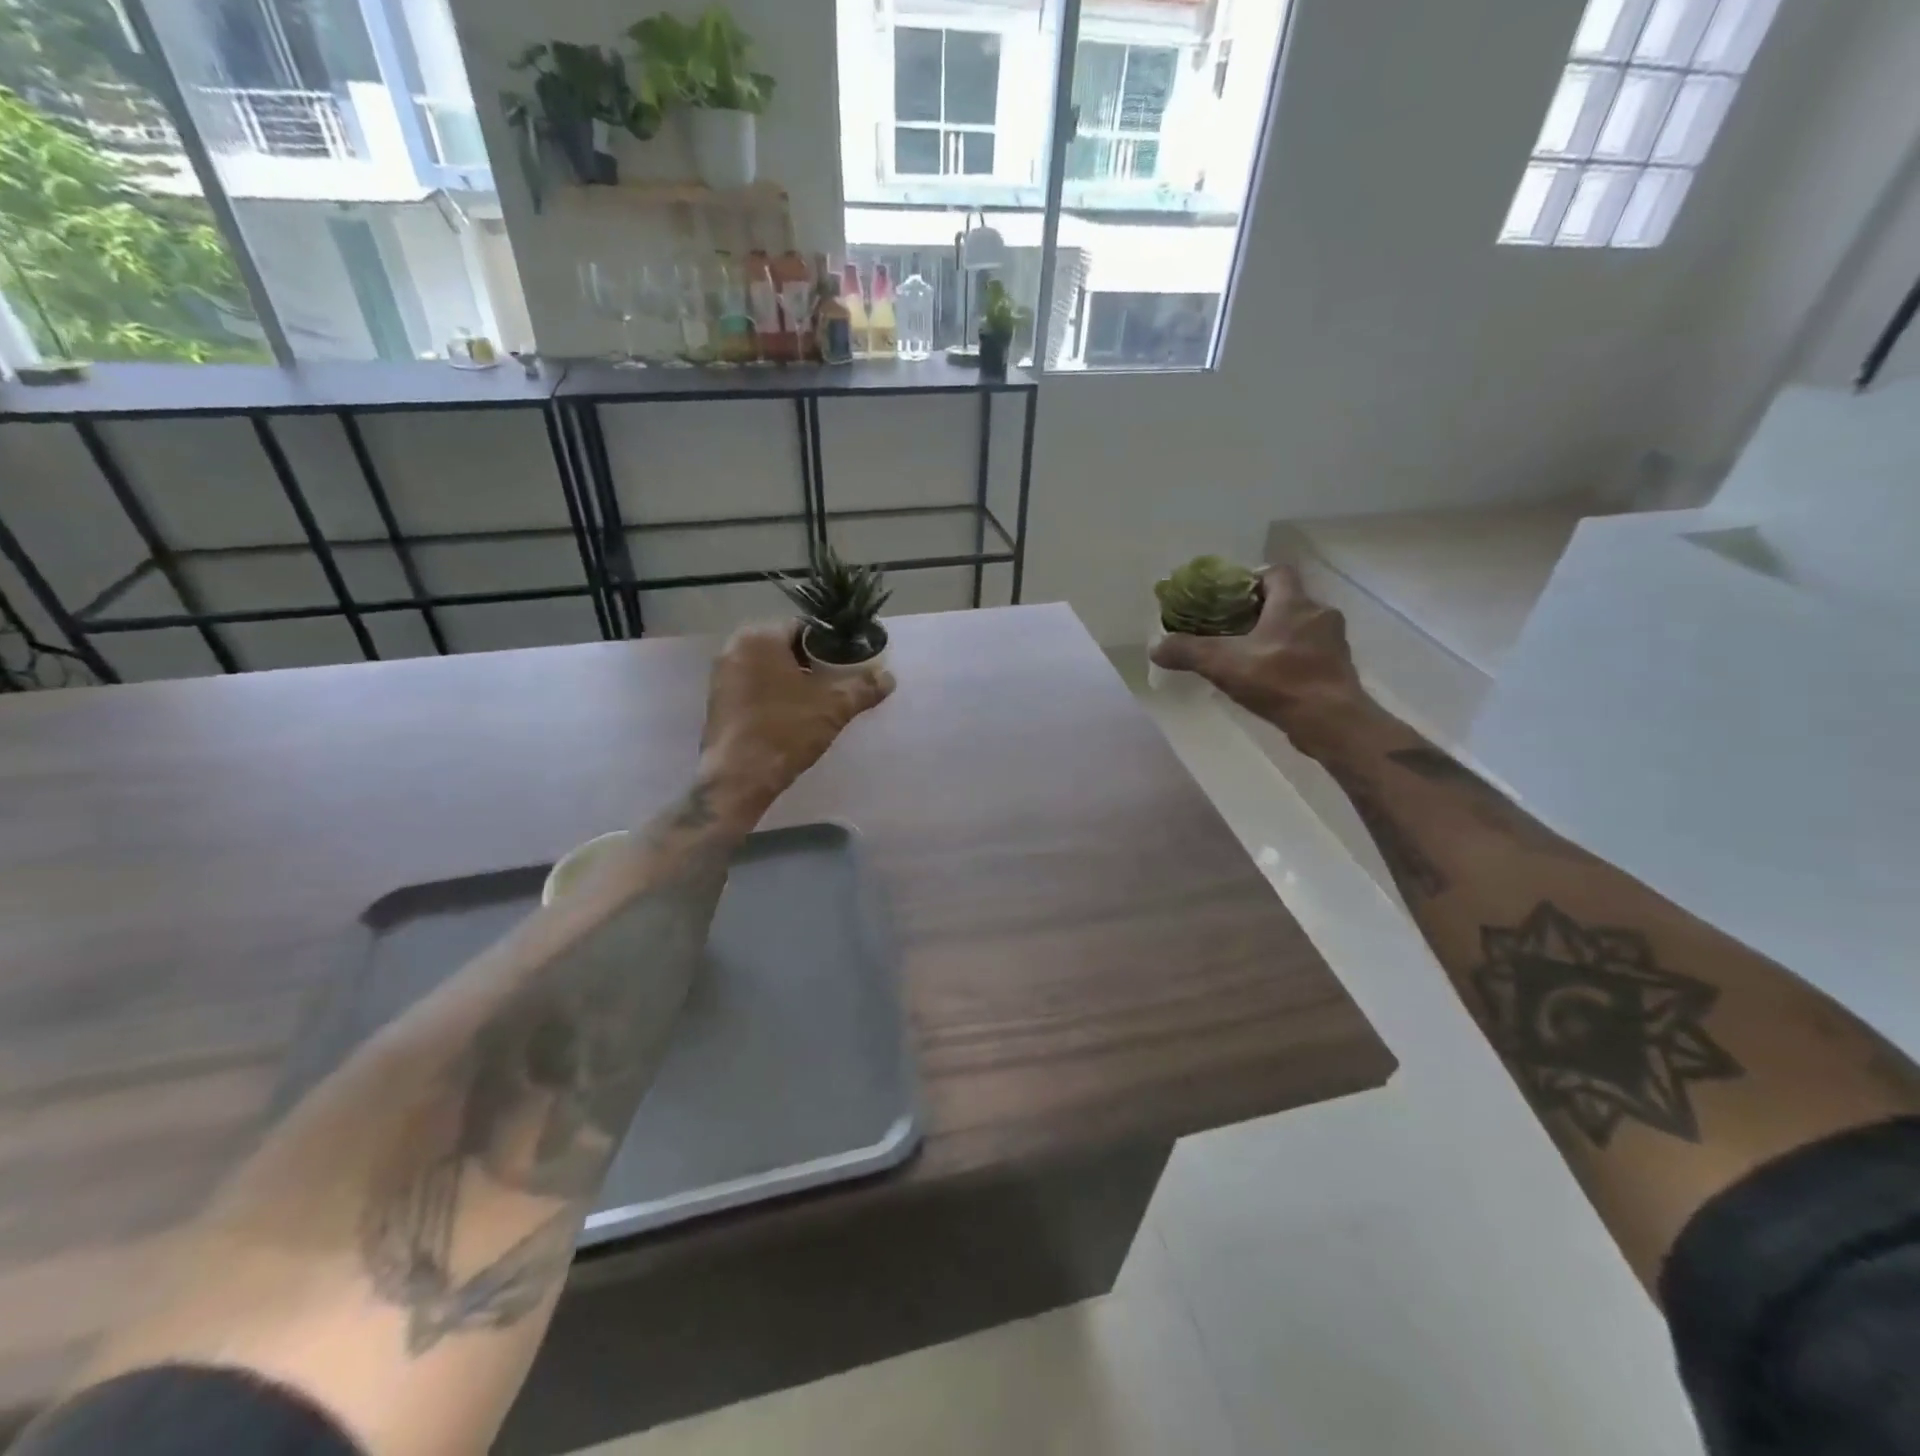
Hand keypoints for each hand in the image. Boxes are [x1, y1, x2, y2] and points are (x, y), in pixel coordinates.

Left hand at [699, 623, 894, 815]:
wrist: (739, 778)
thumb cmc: (785, 731)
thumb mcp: (833, 707)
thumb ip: (863, 688)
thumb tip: (888, 678)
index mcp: (759, 637)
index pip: (805, 628)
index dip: (833, 644)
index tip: (851, 663)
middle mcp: (734, 648)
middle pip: (786, 647)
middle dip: (815, 663)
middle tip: (840, 683)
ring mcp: (722, 676)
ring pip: (770, 668)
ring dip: (795, 680)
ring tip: (822, 701)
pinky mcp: (718, 702)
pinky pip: (755, 687)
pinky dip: (776, 695)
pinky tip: (794, 715)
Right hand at [1150, 565, 1370, 748]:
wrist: (1330, 721)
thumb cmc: (1279, 680)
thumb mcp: (1222, 663)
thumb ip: (1187, 651)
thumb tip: (1154, 646)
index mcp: (1294, 603)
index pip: (1277, 572)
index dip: (1253, 579)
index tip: (1231, 597)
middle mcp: (1319, 615)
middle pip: (1288, 600)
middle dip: (1260, 612)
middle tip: (1231, 629)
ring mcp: (1333, 643)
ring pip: (1300, 629)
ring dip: (1277, 637)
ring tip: (1248, 656)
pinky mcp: (1338, 670)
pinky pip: (1310, 654)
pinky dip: (1290, 660)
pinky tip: (1270, 680)